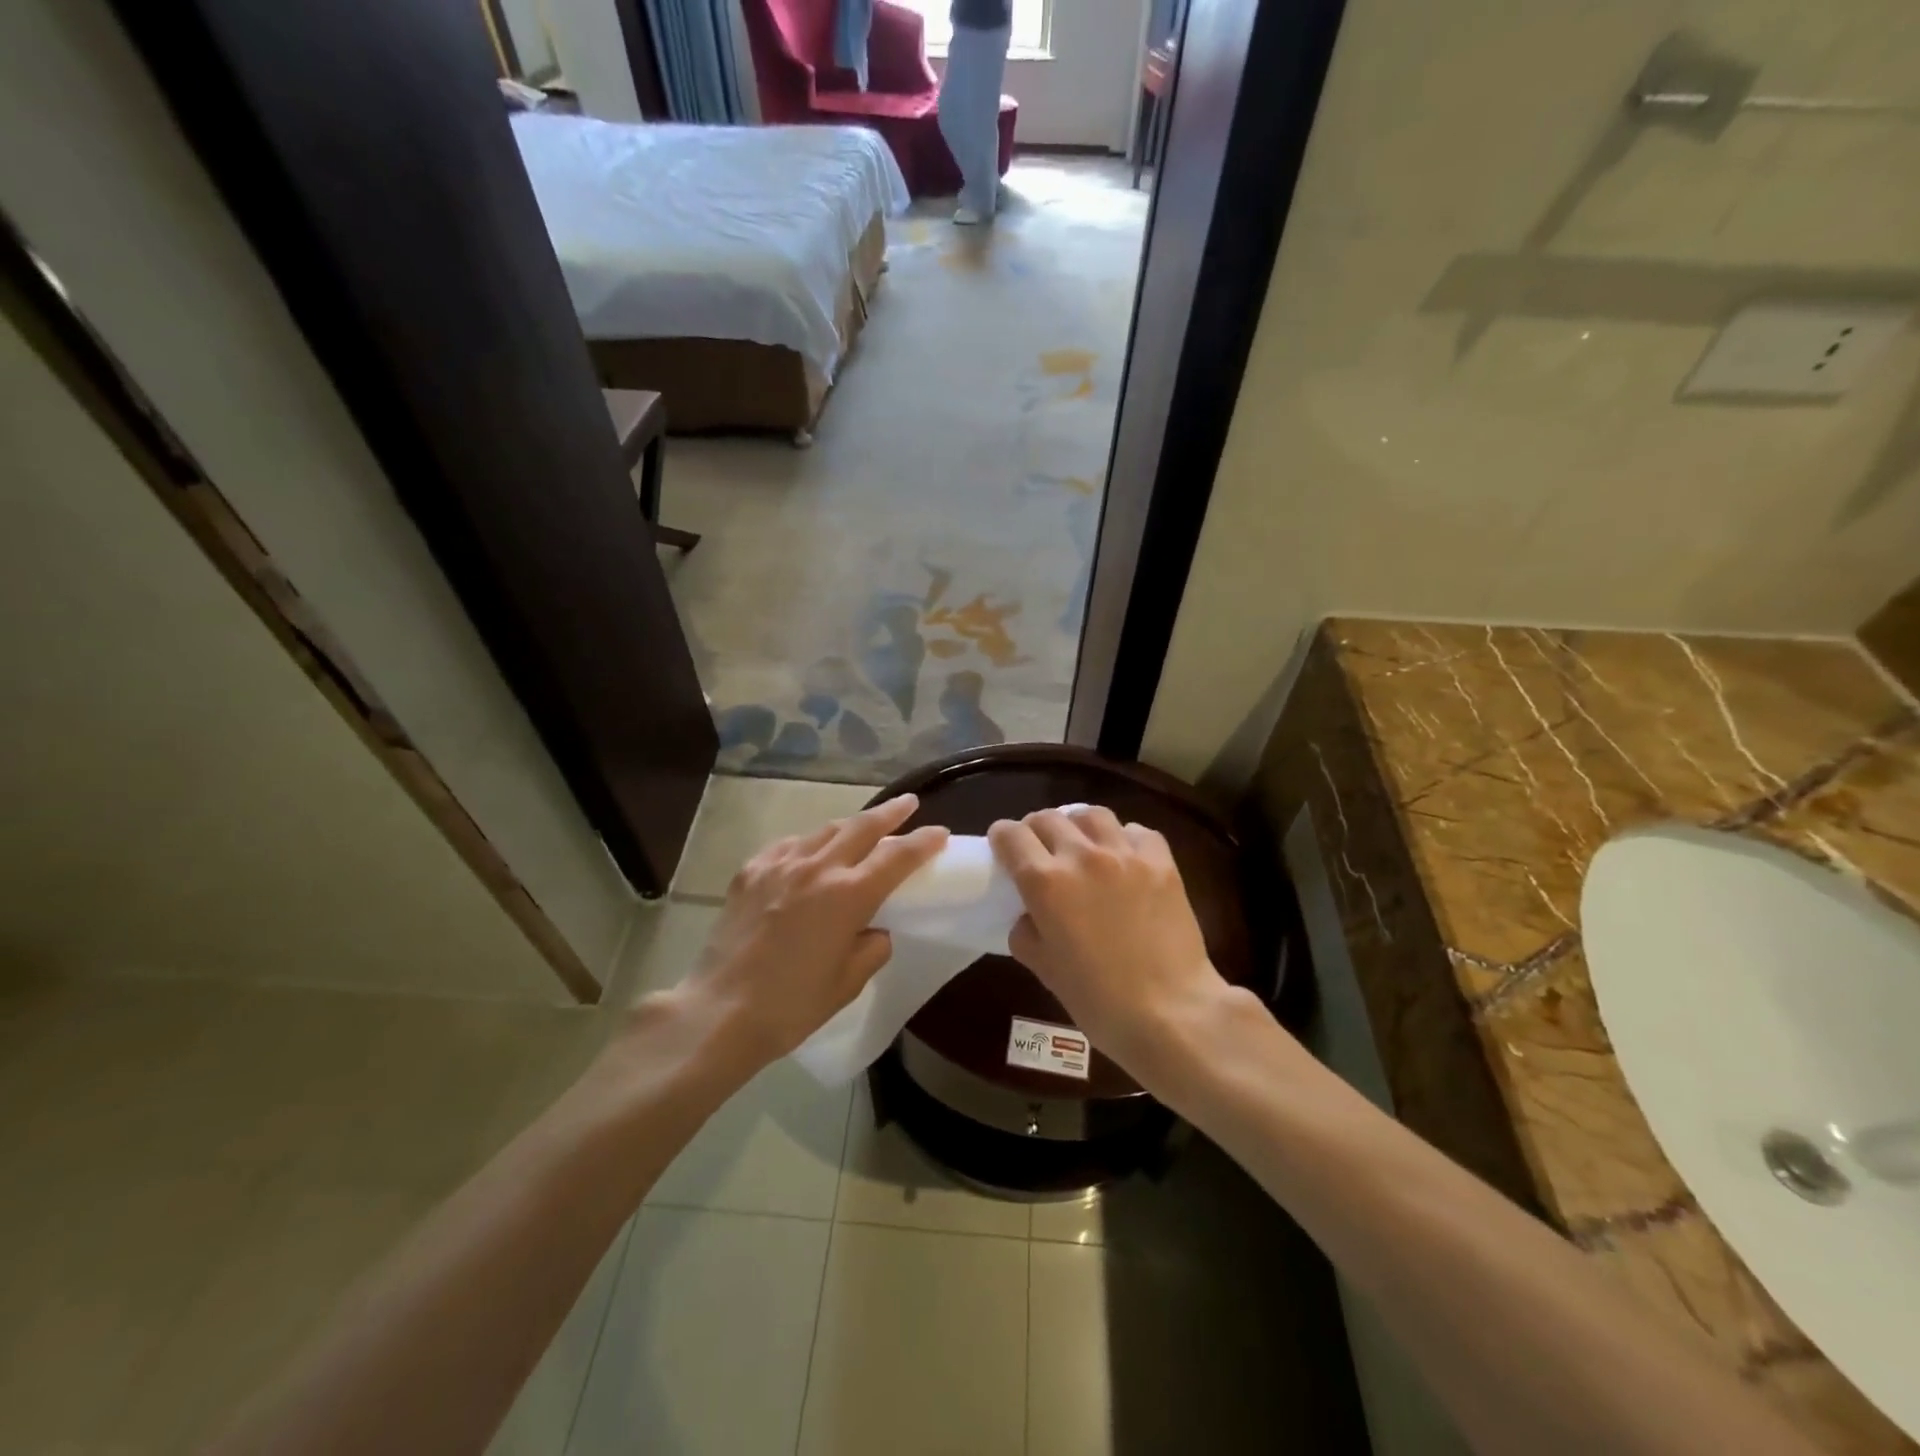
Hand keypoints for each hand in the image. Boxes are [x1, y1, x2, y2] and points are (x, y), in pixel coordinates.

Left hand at [671, 794, 947, 1067]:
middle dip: (891, 812)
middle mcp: (818, 868)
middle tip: (908, 803)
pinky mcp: (750, 872)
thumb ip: (872, 949)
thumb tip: (874, 930)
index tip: (940, 833)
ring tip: (861, 827)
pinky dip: (808, 844)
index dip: (923, 842)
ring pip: (824, 831)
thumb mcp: (847, 983)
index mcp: (849, 895)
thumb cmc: (792, 1005)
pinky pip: (788, 846)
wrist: (719, 1011)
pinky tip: (808, 853)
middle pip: (862, 827)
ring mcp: (780, 865)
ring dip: (849, 825)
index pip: (898, 857)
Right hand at [988, 806, 1240, 1079]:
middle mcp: (1082, 856)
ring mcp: (1125, 854)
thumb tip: (1030, 915)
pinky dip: (1123, 837)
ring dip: (1077, 825)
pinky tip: (1124, 856)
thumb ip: (1026, 932)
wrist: (1171, 1012)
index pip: (1011, 836)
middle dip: (1035, 829)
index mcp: (1046, 882)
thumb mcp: (1044, 970)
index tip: (1003, 846)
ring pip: (1091, 815)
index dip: (1002, 837)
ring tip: (1081, 844)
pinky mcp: (1161, 861)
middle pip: (1048, 817)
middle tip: (1039, 849)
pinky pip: (1136, 830)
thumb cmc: (1099, 1000)